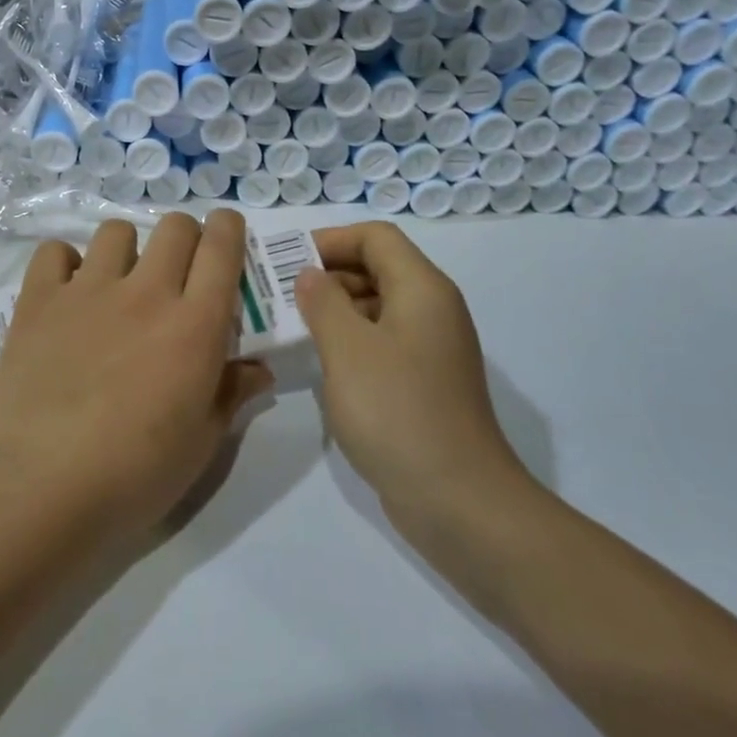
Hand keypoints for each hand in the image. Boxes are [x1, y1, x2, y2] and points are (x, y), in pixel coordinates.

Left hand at [0, 210, 273, 534]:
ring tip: (118, 283)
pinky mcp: (39, 301)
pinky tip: (67, 293)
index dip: (229, 229)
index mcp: (195, 325)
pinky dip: (65, 264)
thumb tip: (259, 368)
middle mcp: (146, 293)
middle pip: (174, 227)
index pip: (221, 248)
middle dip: (185, 237)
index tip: (226, 234)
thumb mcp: (201, 441)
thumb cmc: (136, 473)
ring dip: (127, 249)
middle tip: (177, 272)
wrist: (46, 485)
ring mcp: (88, 291)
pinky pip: (54, 253)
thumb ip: (232, 393)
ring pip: (116, 231)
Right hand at [295, 223, 531, 517]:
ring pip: (377, 307)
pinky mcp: (424, 382)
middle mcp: (432, 309)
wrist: (458, 499)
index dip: (330, 240)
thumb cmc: (397, 411)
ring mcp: (431, 348)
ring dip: (335, 309)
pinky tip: (321, 363)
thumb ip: (323, 302)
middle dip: (328, 274)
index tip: (287, 263)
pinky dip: (350, 340)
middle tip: (279, 295)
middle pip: (378, 268)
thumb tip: (310, 275)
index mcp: (422, 289)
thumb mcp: (347, 349)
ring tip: (291, 327)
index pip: (375, 238)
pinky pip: (382, 342)